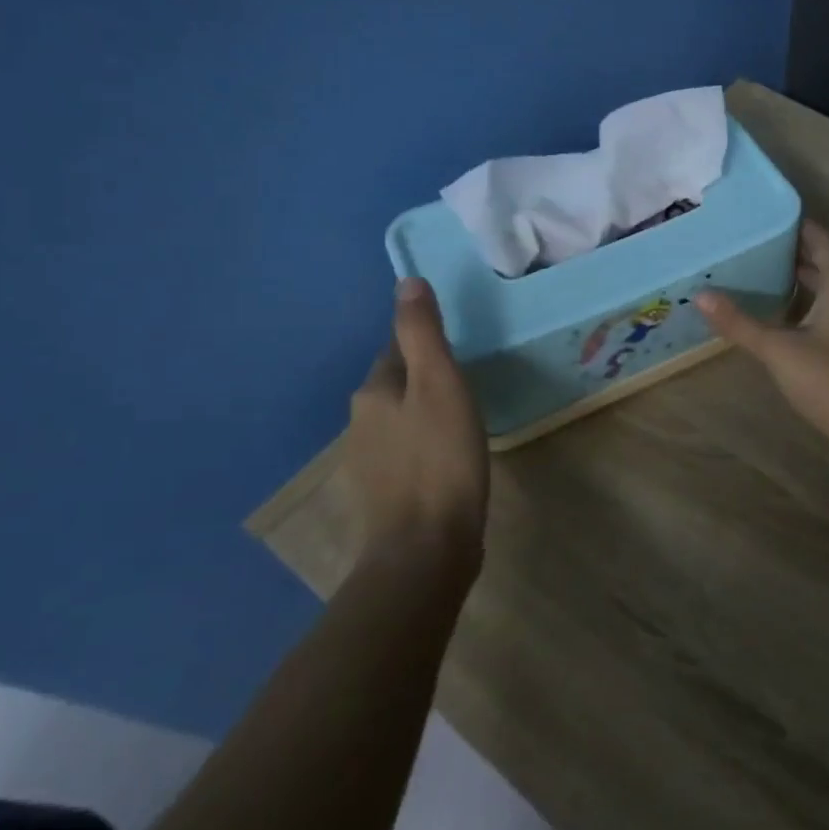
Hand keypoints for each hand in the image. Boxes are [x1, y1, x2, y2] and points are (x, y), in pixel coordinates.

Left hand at [345, 278, 488, 558]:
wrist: (425, 547)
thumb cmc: (440, 457)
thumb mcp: (439, 383)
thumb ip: (423, 333)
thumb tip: (406, 281)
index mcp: (373, 392)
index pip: (396, 350)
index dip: (427, 346)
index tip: (459, 352)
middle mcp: (361, 423)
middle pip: (396, 386)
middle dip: (425, 380)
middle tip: (468, 383)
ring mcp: (369, 463)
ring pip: (401, 422)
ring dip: (426, 415)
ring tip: (464, 420)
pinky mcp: (385, 495)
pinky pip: (407, 454)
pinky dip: (426, 448)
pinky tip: (451, 460)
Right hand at [697, 220, 828, 451]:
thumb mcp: (778, 349)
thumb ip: (740, 323)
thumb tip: (701, 295)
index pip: (823, 243)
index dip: (802, 226)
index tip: (772, 215)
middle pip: (825, 264)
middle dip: (795, 252)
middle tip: (756, 242)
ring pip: (825, 289)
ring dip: (799, 278)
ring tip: (760, 271)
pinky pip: (825, 310)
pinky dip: (802, 303)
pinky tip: (777, 313)